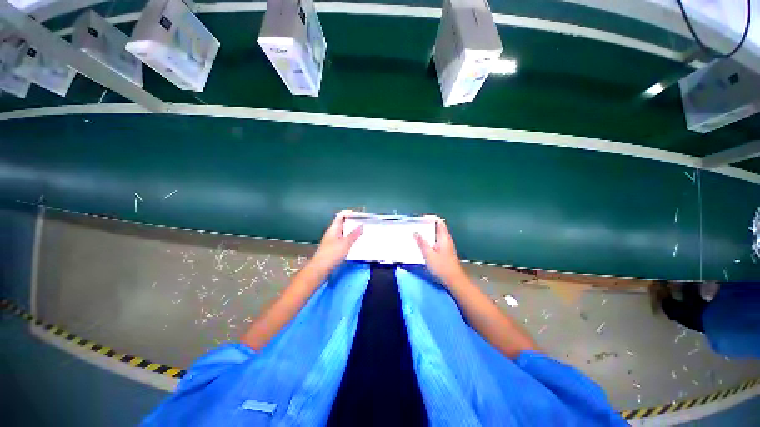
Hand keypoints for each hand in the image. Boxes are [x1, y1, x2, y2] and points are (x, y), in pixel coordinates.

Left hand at [308, 210, 362, 274]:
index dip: (350, 213)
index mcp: (334, 228)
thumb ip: (354, 234)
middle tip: (364, 224)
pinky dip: (350, 239)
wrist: (320, 268)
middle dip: (353, 222)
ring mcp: (332, 239)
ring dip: (352, 231)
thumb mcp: (346, 243)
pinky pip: (343, 239)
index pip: (341, 215)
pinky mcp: (334, 247)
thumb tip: (361, 225)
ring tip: (363, 232)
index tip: (361, 215)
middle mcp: (333, 232)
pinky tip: (356, 243)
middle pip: (343, 223)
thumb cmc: (332, 253)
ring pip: (344, 232)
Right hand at [414, 218, 465, 286]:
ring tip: (416, 234)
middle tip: (415, 226)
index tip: (420, 219)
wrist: (454, 280)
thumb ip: (422, 243)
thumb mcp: (429, 255)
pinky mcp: (444, 251)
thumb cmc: (442, 267)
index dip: (430, 218)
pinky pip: (435, 240)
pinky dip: (429, 239)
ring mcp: (446, 245)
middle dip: (426, 225)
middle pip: (437, 227)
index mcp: (444, 237)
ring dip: (427, 233)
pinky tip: (422, 244)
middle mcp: (446, 239)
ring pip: (436, 234)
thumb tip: (416, 232)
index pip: (439, 221)